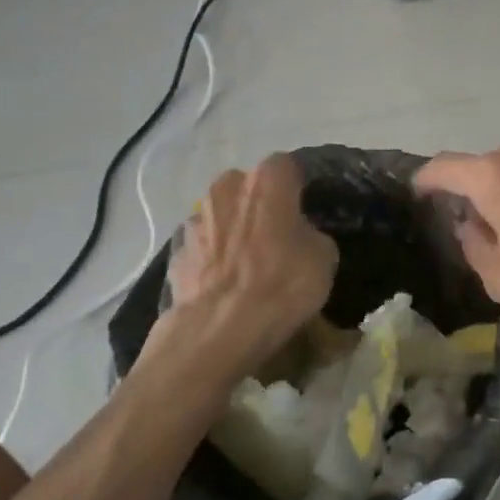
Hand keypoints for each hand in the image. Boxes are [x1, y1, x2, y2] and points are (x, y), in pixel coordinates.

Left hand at [146, 154, 338, 382]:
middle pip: (247, 187)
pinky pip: (202, 248)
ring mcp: (195, 221)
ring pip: (221, 216)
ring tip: (248, 265)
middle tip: (277, 235)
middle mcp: (226, 189)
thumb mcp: (324, 257)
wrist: (217, 332)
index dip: (298, 186)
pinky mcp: (175, 254)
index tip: (307, 208)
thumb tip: (300, 236)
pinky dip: (212, 260)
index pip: (287, 166)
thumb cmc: (281, 284)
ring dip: (233, 231)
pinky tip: (225, 286)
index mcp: (266, 181)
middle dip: (260, 205)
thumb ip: (311, 233)